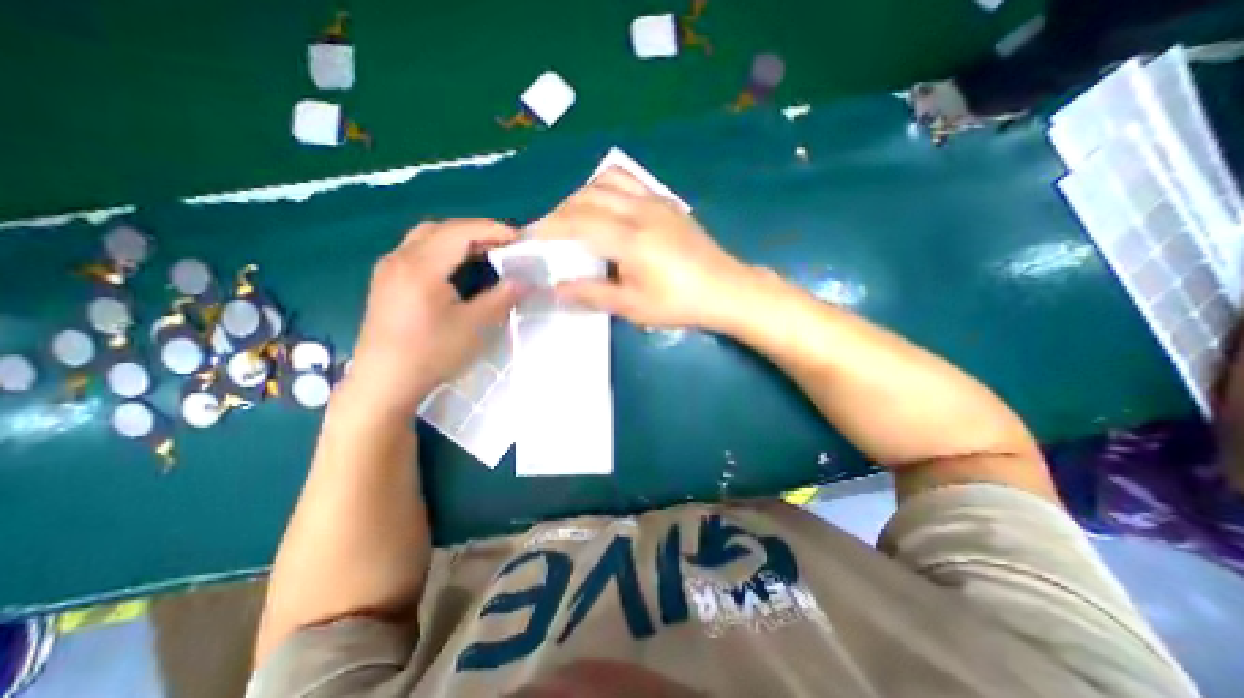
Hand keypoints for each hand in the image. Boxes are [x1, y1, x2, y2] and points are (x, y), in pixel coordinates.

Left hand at [348, 221, 521, 418]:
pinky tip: (457, 272)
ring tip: (485, 256)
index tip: (519, 238)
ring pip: (426, 239)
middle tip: (503, 247)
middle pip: (441, 229)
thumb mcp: (475, 326)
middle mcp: (399, 259)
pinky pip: (417, 253)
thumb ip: (502, 298)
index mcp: (420, 266)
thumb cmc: (431, 353)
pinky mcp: (386, 283)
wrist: (384, 383)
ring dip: (458, 241)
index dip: (492, 230)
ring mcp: (388, 270)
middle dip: (475, 232)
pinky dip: (443, 253)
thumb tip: (524, 282)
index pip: (460, 232)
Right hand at [533, 167, 747, 329]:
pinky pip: (629, 182)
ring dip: (582, 195)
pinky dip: (606, 189)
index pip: (577, 224)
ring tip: (574, 219)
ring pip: (606, 181)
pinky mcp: (667, 202)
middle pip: (586, 197)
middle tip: (549, 234)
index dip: (548, 229)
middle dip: (560, 212)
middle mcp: (640, 211)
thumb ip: (593, 294)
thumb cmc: (680, 303)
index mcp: (630, 240)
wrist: (725, 289)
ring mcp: (656, 201)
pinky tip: (607, 209)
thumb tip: (557, 288)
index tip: (529, 238)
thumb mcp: (634, 307)